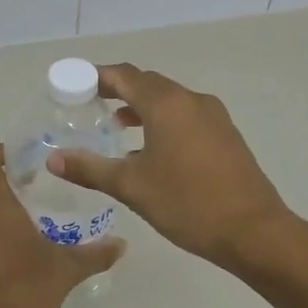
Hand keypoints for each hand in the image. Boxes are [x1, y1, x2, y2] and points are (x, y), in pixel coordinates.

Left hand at [0, 144, 125, 307]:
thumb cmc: (21, 292)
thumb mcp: (65, 271)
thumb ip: (94, 254)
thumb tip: (122, 243)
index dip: (1, 151)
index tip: (26, 154)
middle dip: (14, 182)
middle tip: (45, 185)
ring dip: (9, 211)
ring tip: (41, 219)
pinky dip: (2, 235)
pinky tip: (28, 253)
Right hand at [47, 63, 291, 270]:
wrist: (254, 232)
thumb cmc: (187, 203)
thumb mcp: (131, 187)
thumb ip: (90, 168)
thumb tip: (53, 159)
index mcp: (166, 104)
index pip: (125, 76)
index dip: (97, 77)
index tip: (74, 86)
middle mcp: (191, 100)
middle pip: (147, 84)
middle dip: (118, 90)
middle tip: (89, 105)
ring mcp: (214, 116)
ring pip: (169, 100)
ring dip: (141, 107)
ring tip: (115, 126)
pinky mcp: (226, 135)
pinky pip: (186, 116)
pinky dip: (162, 121)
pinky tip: (150, 149)